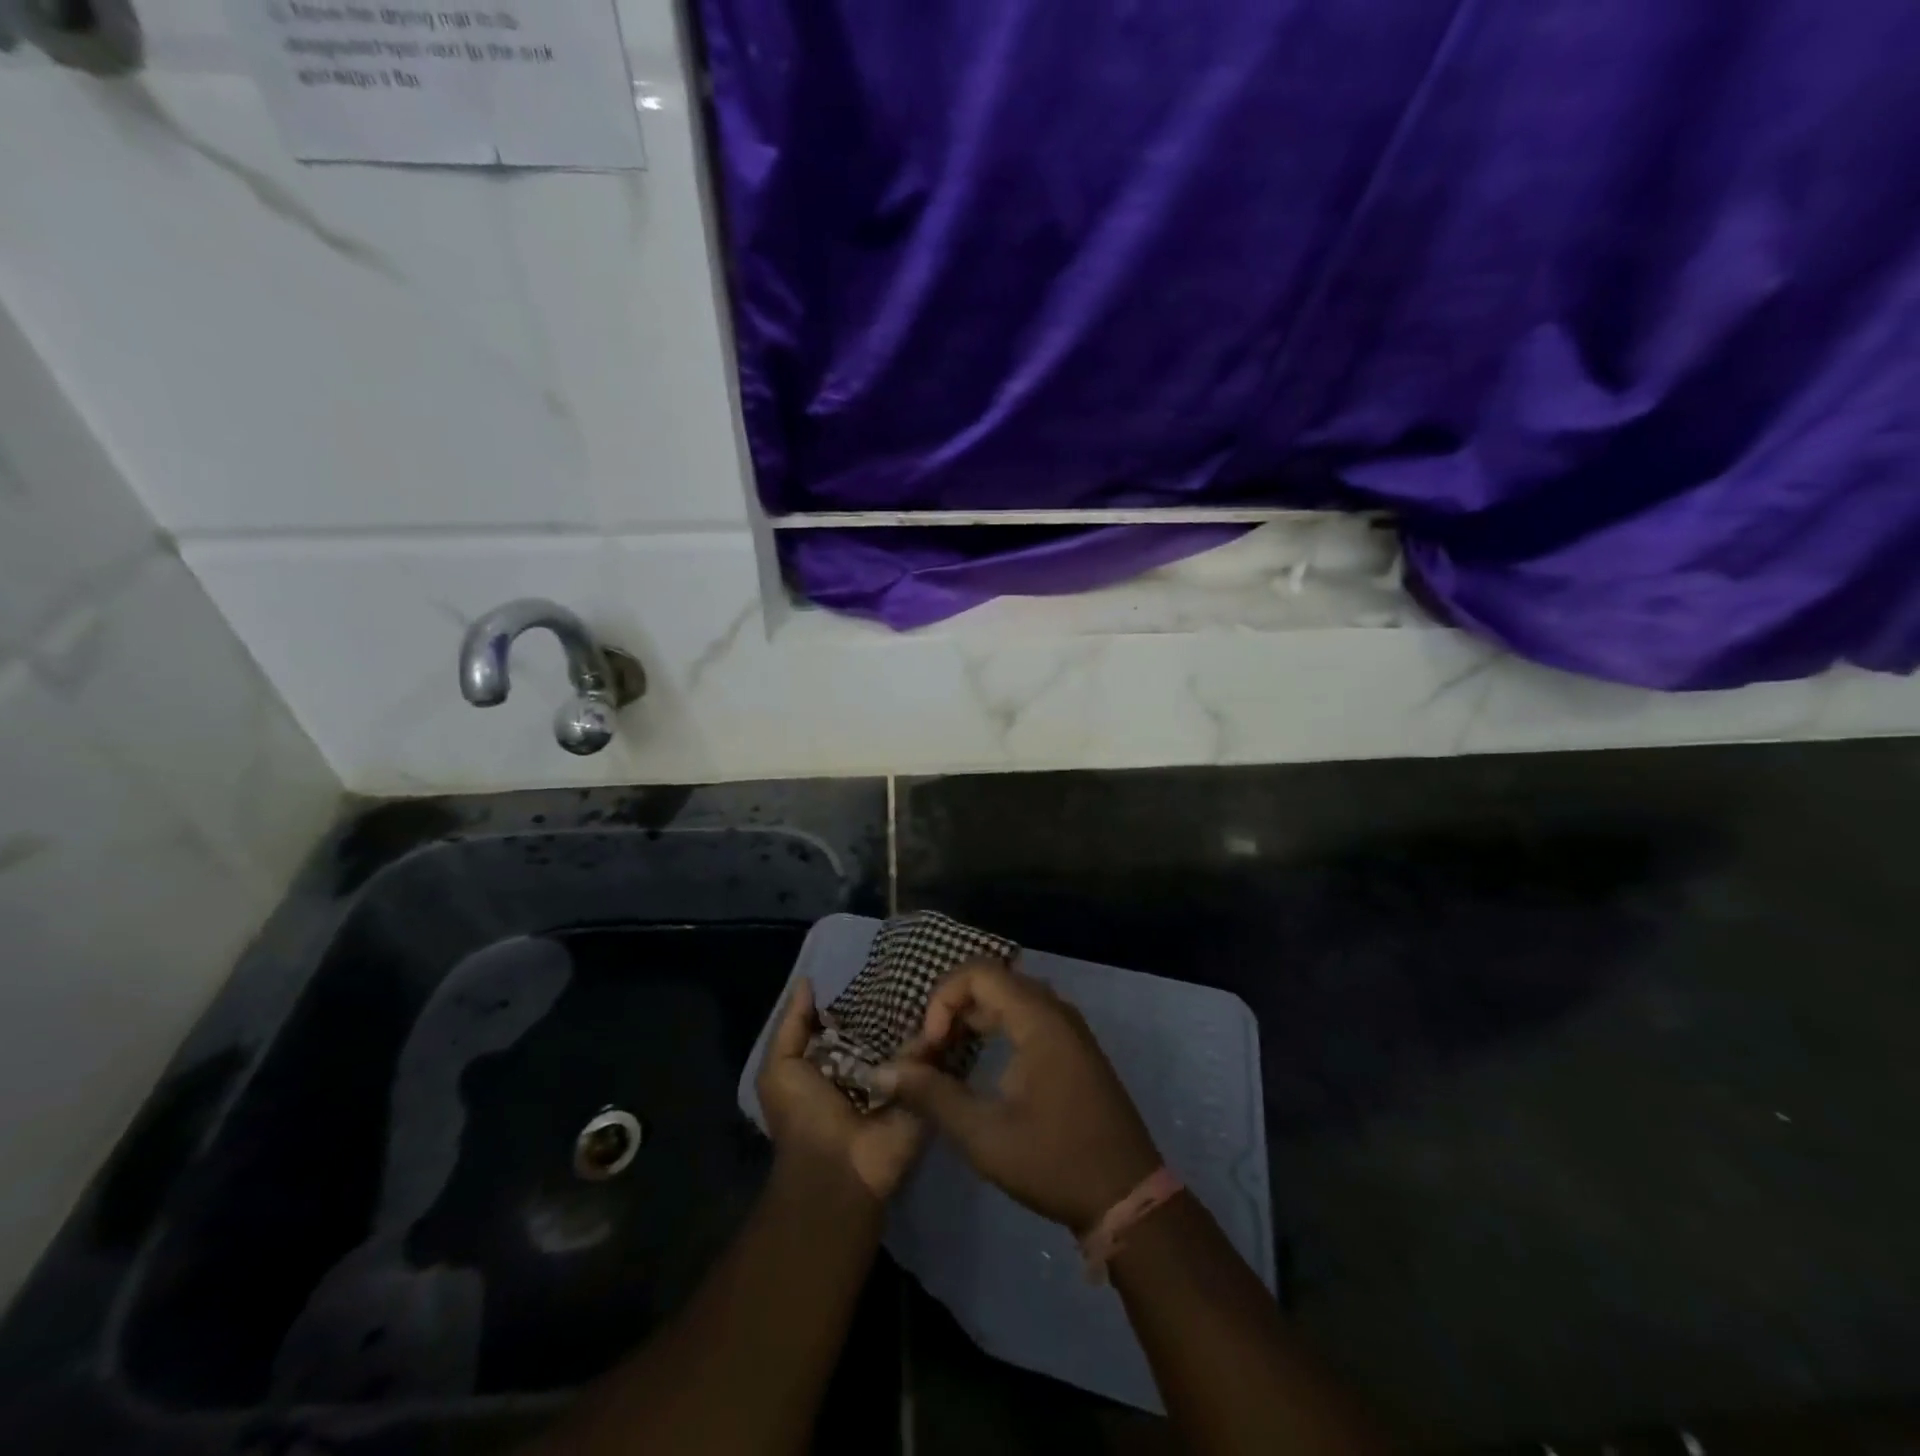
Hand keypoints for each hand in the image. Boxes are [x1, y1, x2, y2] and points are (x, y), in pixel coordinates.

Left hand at [757, 977, 924, 1200]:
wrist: (837, 1169)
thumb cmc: (802, 1117)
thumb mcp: (780, 1067)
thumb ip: (792, 1024)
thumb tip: (807, 980)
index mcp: (837, 1056)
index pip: (854, 1014)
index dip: (864, 990)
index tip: (883, 957)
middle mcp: (872, 1062)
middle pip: (889, 1021)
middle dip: (901, 996)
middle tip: (923, 959)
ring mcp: (902, 1074)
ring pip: (916, 1033)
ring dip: (926, 1010)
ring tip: (945, 974)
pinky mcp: (926, 1087)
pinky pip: (936, 1055)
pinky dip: (944, 1033)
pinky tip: (956, 1002)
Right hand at [873, 959, 1160, 1231]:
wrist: (1127, 1198)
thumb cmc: (1055, 1162)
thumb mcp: (984, 1134)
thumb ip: (932, 1096)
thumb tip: (884, 1072)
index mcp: (1039, 1019)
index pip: (979, 973)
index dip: (943, 999)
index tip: (929, 1046)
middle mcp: (1055, 1011)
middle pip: (992, 982)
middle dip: (952, 1009)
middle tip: (929, 1053)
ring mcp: (1068, 1029)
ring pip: (1008, 1000)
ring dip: (972, 1020)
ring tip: (944, 1058)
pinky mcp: (1072, 1049)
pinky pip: (1025, 1018)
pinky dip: (995, 1030)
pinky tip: (977, 1064)